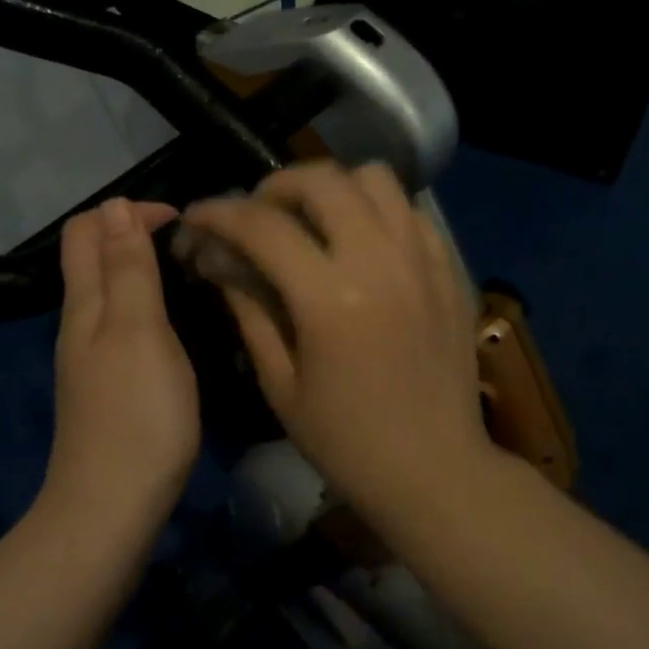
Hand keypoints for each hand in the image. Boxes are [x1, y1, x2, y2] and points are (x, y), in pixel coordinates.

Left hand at [43, 198, 199, 531]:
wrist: (112, 507)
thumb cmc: (135, 413)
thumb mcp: (138, 330)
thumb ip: (128, 269)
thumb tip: (115, 205)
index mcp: (85, 303)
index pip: (86, 230)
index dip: (128, 211)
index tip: (181, 221)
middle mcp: (81, 323)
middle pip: (93, 258)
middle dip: (134, 234)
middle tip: (191, 245)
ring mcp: (91, 357)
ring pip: (110, 292)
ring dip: (143, 269)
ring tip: (192, 276)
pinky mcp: (109, 386)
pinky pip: (123, 325)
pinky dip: (148, 306)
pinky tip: (178, 325)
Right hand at [181, 162, 492, 496]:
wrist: (435, 469)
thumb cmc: (346, 441)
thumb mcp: (280, 384)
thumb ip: (249, 311)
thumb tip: (220, 261)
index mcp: (330, 298)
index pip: (263, 225)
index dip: (219, 212)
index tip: (198, 214)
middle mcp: (380, 261)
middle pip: (322, 180)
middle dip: (276, 185)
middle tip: (258, 213)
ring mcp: (422, 259)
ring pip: (374, 178)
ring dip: (333, 187)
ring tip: (314, 219)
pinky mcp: (450, 268)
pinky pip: (410, 210)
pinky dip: (377, 210)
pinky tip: (361, 242)